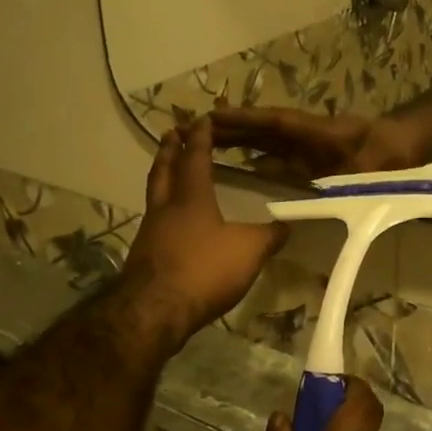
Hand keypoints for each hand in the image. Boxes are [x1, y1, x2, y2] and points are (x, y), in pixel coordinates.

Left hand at [114, 118, 288, 352]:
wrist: (155, 311)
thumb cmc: (204, 270)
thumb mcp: (249, 251)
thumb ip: (269, 236)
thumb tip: (287, 225)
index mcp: (191, 198)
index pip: (195, 158)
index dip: (200, 138)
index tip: (201, 119)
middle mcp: (166, 208)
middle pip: (164, 170)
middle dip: (170, 149)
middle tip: (172, 132)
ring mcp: (150, 232)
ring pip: (155, 194)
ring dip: (162, 176)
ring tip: (169, 169)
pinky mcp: (144, 256)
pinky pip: (154, 220)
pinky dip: (162, 209)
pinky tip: (171, 220)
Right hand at [210, 105, 426, 182]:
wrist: (412, 148)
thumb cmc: (393, 155)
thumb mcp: (374, 169)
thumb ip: (350, 183)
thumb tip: (324, 199)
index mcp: (318, 132)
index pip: (275, 123)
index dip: (245, 120)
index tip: (213, 117)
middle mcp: (308, 136)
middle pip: (263, 129)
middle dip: (231, 128)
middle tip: (192, 128)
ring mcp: (309, 147)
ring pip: (267, 142)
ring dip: (239, 141)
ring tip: (203, 144)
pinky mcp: (313, 159)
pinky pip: (278, 157)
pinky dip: (256, 159)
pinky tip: (239, 170)